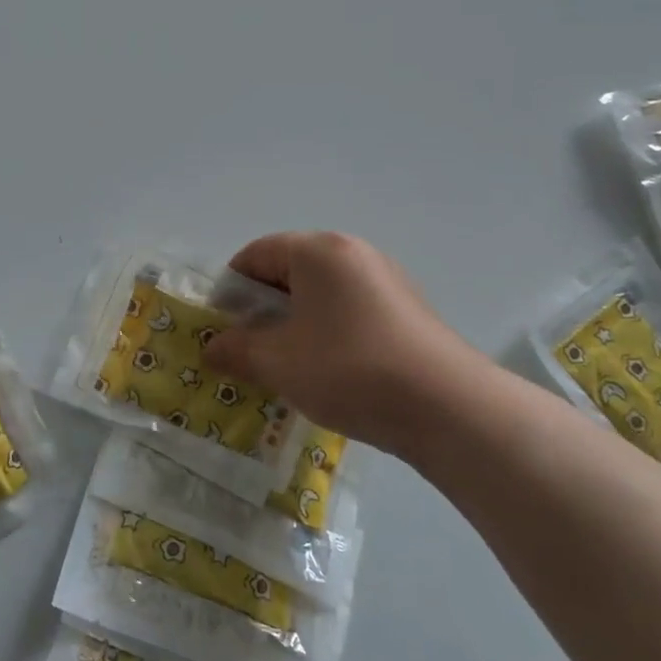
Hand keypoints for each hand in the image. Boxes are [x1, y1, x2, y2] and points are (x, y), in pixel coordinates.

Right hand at [204, 232, 495, 459]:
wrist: (448, 409)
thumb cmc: (349, 370)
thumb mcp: (279, 362)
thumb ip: (237, 349)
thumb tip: (212, 348)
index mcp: (319, 251)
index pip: (256, 254)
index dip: (229, 289)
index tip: (220, 329)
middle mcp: (354, 254)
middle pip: (289, 271)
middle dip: (261, 309)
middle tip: (248, 350)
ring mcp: (386, 281)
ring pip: (321, 295)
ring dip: (294, 324)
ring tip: (286, 367)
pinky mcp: (407, 312)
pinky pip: (350, 312)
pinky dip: (327, 333)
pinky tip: (329, 373)